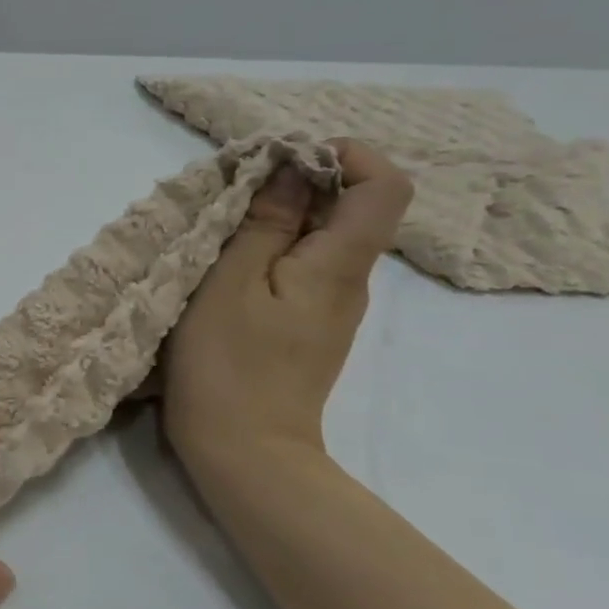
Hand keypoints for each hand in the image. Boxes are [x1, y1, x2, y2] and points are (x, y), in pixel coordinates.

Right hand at [164, 139, 412, 473]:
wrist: (244, 452)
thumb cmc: (227, 363)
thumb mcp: (229, 283)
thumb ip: (263, 224)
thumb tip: (290, 171)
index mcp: (340, 265)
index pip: (385, 186)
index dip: (347, 155)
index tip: (285, 157)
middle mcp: (350, 282)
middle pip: (353, 209)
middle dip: (300, 182)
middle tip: (236, 190)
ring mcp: (331, 309)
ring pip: (324, 239)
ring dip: (282, 218)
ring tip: (224, 226)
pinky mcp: (308, 328)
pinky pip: (305, 269)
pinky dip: (275, 251)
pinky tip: (229, 267)